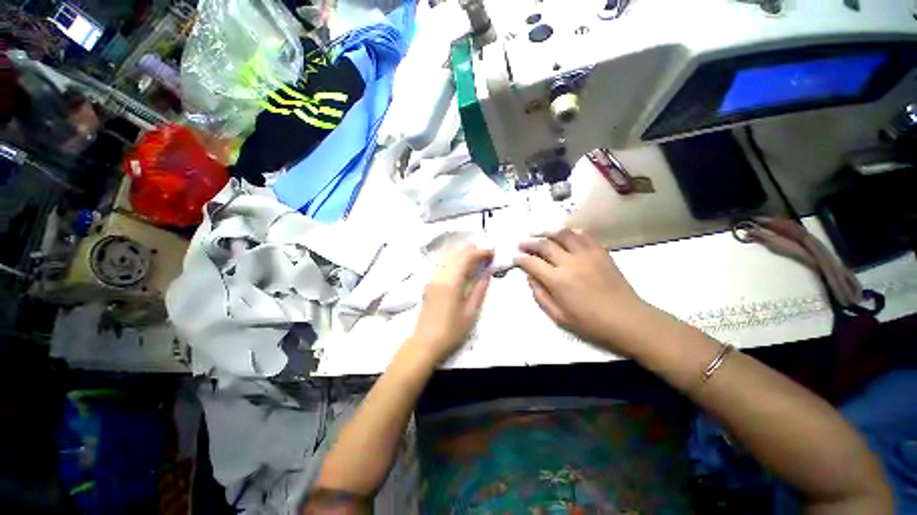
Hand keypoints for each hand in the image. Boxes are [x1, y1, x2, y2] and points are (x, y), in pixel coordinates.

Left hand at [409, 245, 492, 363]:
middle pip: (456, 253)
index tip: (493, 253)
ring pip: (447, 256)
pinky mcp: (429, 283)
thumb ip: (480, 290)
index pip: (466, 257)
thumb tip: (488, 273)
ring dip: (462, 252)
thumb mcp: (471, 313)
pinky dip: (454, 258)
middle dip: (472, 250)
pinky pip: (443, 263)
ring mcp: (432, 278)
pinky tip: (461, 265)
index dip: (481, 252)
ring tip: (476, 256)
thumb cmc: (451, 331)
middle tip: (486, 254)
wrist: (425, 343)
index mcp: (451, 282)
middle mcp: (440, 275)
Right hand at [514, 228, 646, 353]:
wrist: (627, 319)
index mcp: (558, 281)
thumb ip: (541, 296)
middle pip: (544, 244)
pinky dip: (571, 232)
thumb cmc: (590, 322)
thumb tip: (530, 278)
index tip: (516, 258)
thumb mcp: (559, 316)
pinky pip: (583, 235)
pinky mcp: (600, 252)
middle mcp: (570, 263)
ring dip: (547, 231)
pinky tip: (564, 234)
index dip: (521, 259)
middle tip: (521, 243)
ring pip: (563, 234)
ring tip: (539, 233)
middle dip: (529, 242)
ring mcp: (587, 254)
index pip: (532, 263)